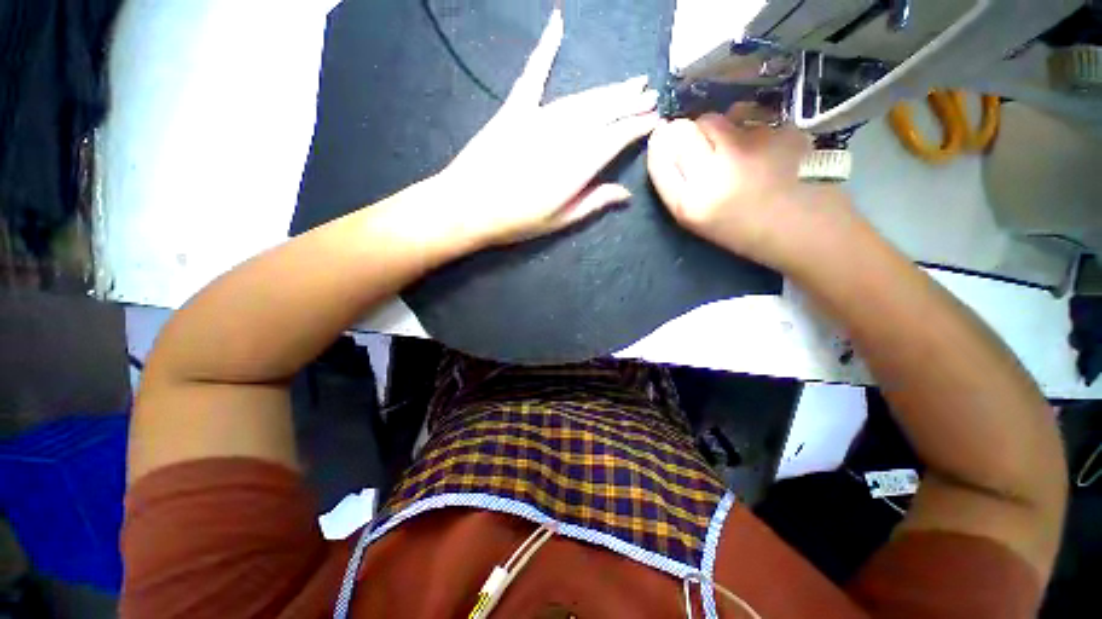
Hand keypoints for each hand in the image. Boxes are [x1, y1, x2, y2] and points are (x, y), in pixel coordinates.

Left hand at [435, 9, 658, 246]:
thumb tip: (625, 194)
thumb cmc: (515, 221)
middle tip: (649, 93)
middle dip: (629, 102)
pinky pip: (533, 74)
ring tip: (629, 82)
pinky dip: (545, 48)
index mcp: (577, 165)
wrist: (467, 207)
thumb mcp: (559, 221)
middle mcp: (563, 135)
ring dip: (607, 90)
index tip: (654, 120)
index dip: (637, 127)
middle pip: (603, 113)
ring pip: (581, 99)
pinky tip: (556, 23)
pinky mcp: (514, 109)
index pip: (616, 139)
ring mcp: (537, 117)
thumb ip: (593, 203)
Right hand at [646, 112, 849, 267]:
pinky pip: (749, 115)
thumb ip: (681, 187)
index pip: (660, 160)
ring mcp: (749, 147)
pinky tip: (761, 145)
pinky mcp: (779, 130)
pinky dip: (747, 125)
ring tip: (733, 147)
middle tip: (700, 145)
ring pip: (716, 118)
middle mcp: (714, 173)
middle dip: (686, 133)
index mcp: (691, 205)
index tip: (662, 138)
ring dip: (716, 128)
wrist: (810, 232)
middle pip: (684, 131)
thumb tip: (668, 145)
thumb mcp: (702, 221)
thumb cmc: (749, 234)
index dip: (659, 145)